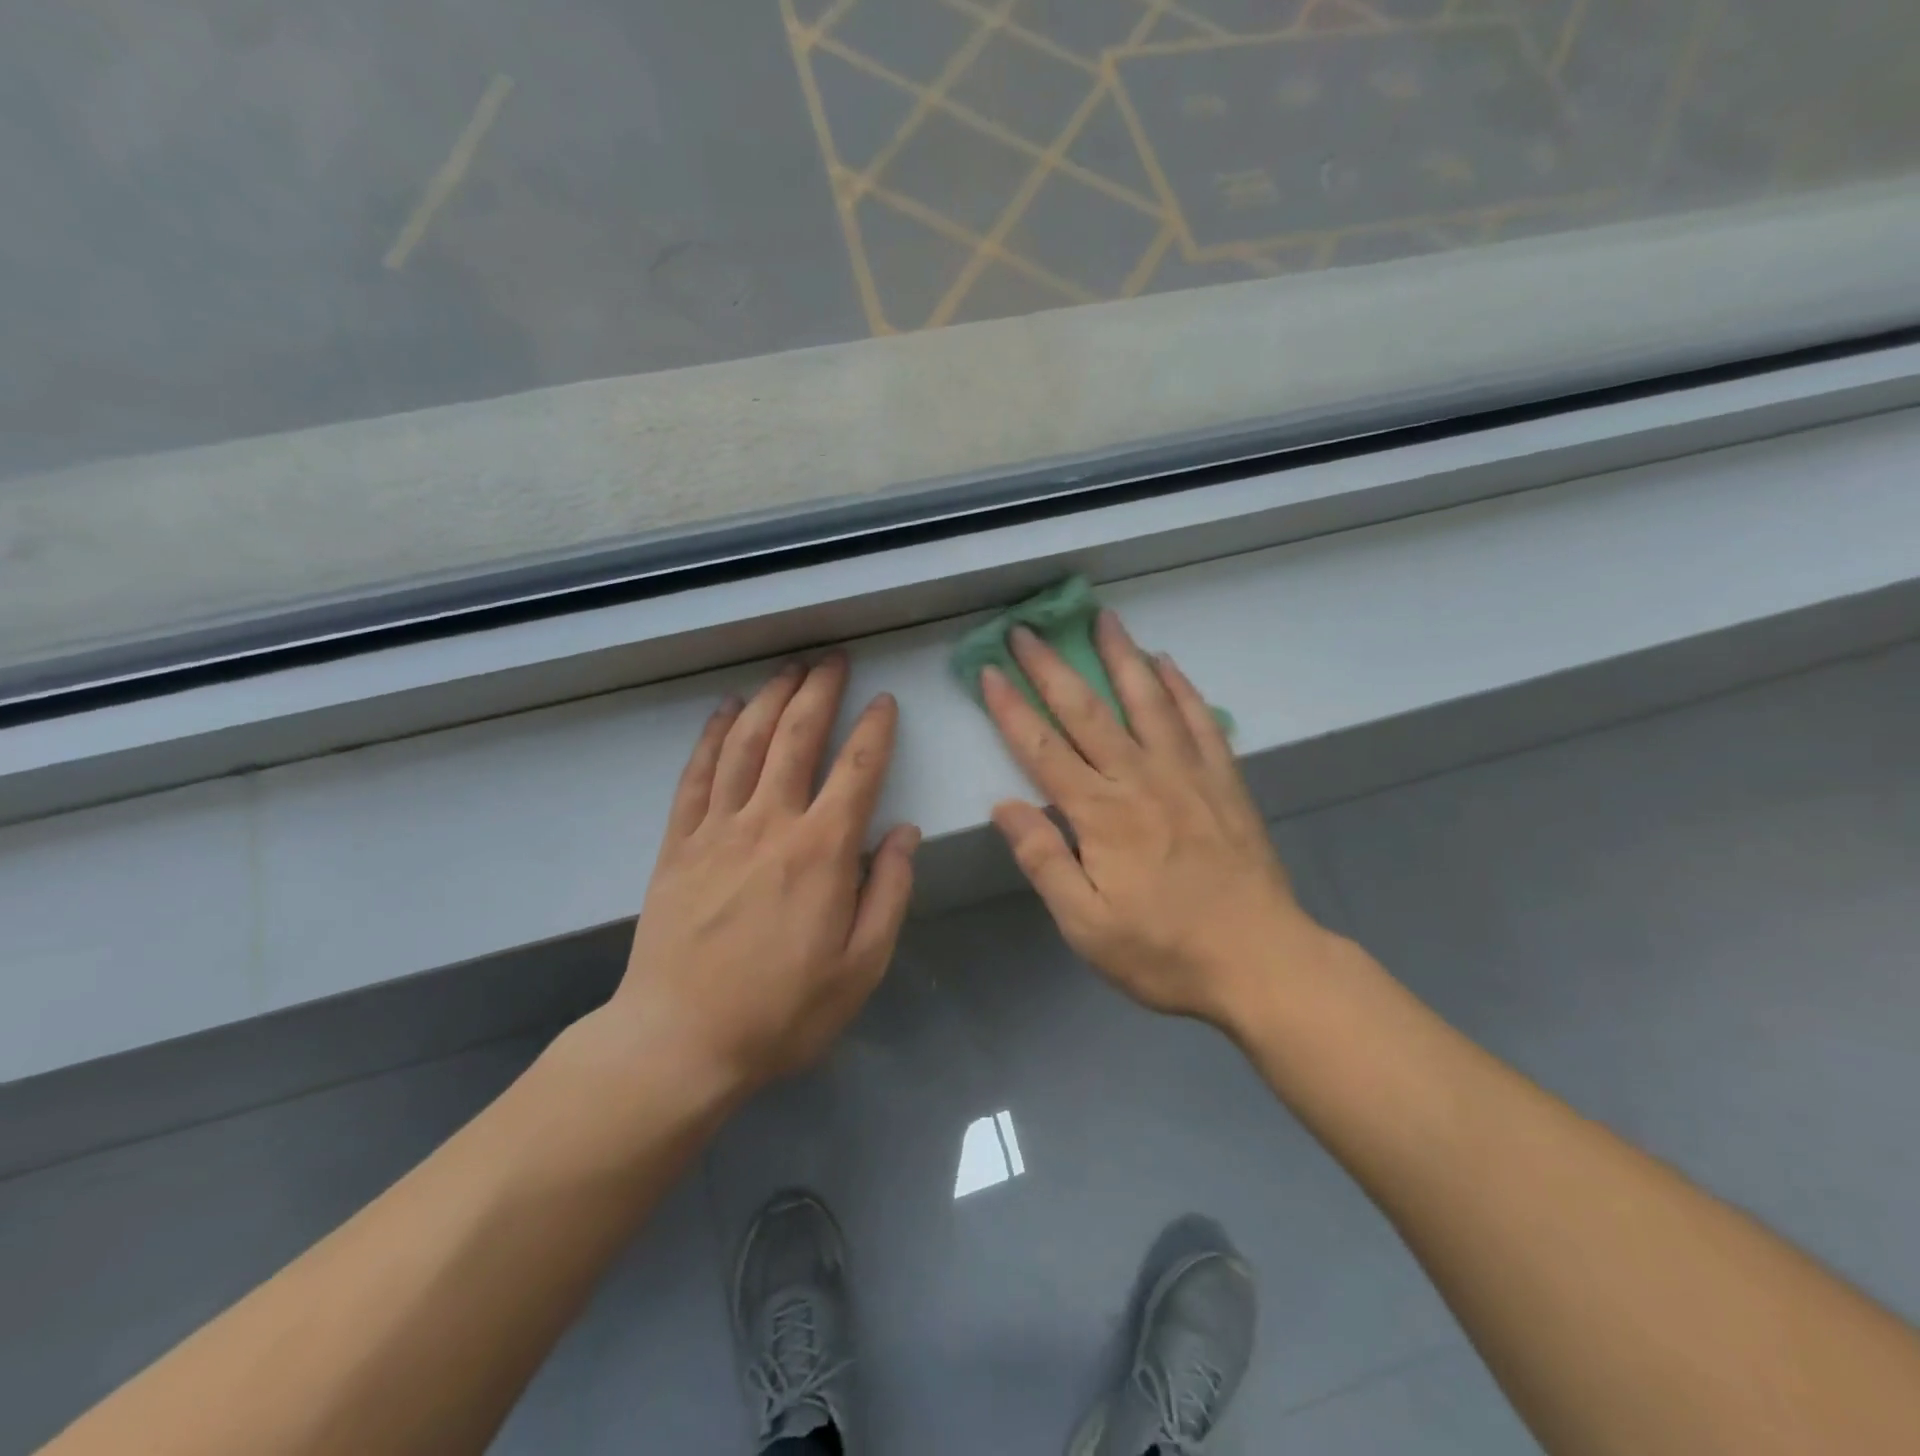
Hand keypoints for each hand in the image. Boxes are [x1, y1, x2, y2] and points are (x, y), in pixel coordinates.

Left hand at [607, 654, 918, 1095]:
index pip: (857, 770)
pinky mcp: (678, 844)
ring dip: (769, 699)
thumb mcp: (862, 966)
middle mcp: (770, 824)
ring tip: (788, 669)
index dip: (874, 729)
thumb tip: (905, 833)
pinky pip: (696, 775)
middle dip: (819, 691)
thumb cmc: (783, 1012)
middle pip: (796, 737)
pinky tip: (723, 711)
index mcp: (822, 852)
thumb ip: (890, 893)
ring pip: (745, 743)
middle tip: (833, 659)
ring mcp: (717, 829)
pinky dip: (711, 736)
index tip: (884, 701)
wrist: (680, 1043)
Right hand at [981, 611, 1331, 1030]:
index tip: (990, 671)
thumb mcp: (1086, 924)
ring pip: (1147, 700)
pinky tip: (1168, 664)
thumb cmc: (1163, 951)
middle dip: (1051, 667)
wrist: (1261, 962)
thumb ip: (1044, 860)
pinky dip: (1181, 687)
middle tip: (1027, 629)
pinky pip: (1200, 720)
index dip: (1011, 708)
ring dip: (1121, 656)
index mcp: (1100, 814)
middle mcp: (1140, 778)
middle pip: (1087, 711)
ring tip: (1104, 619)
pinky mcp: (1224, 781)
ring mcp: (1188, 773)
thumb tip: (1005, 805)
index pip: (1042, 748)